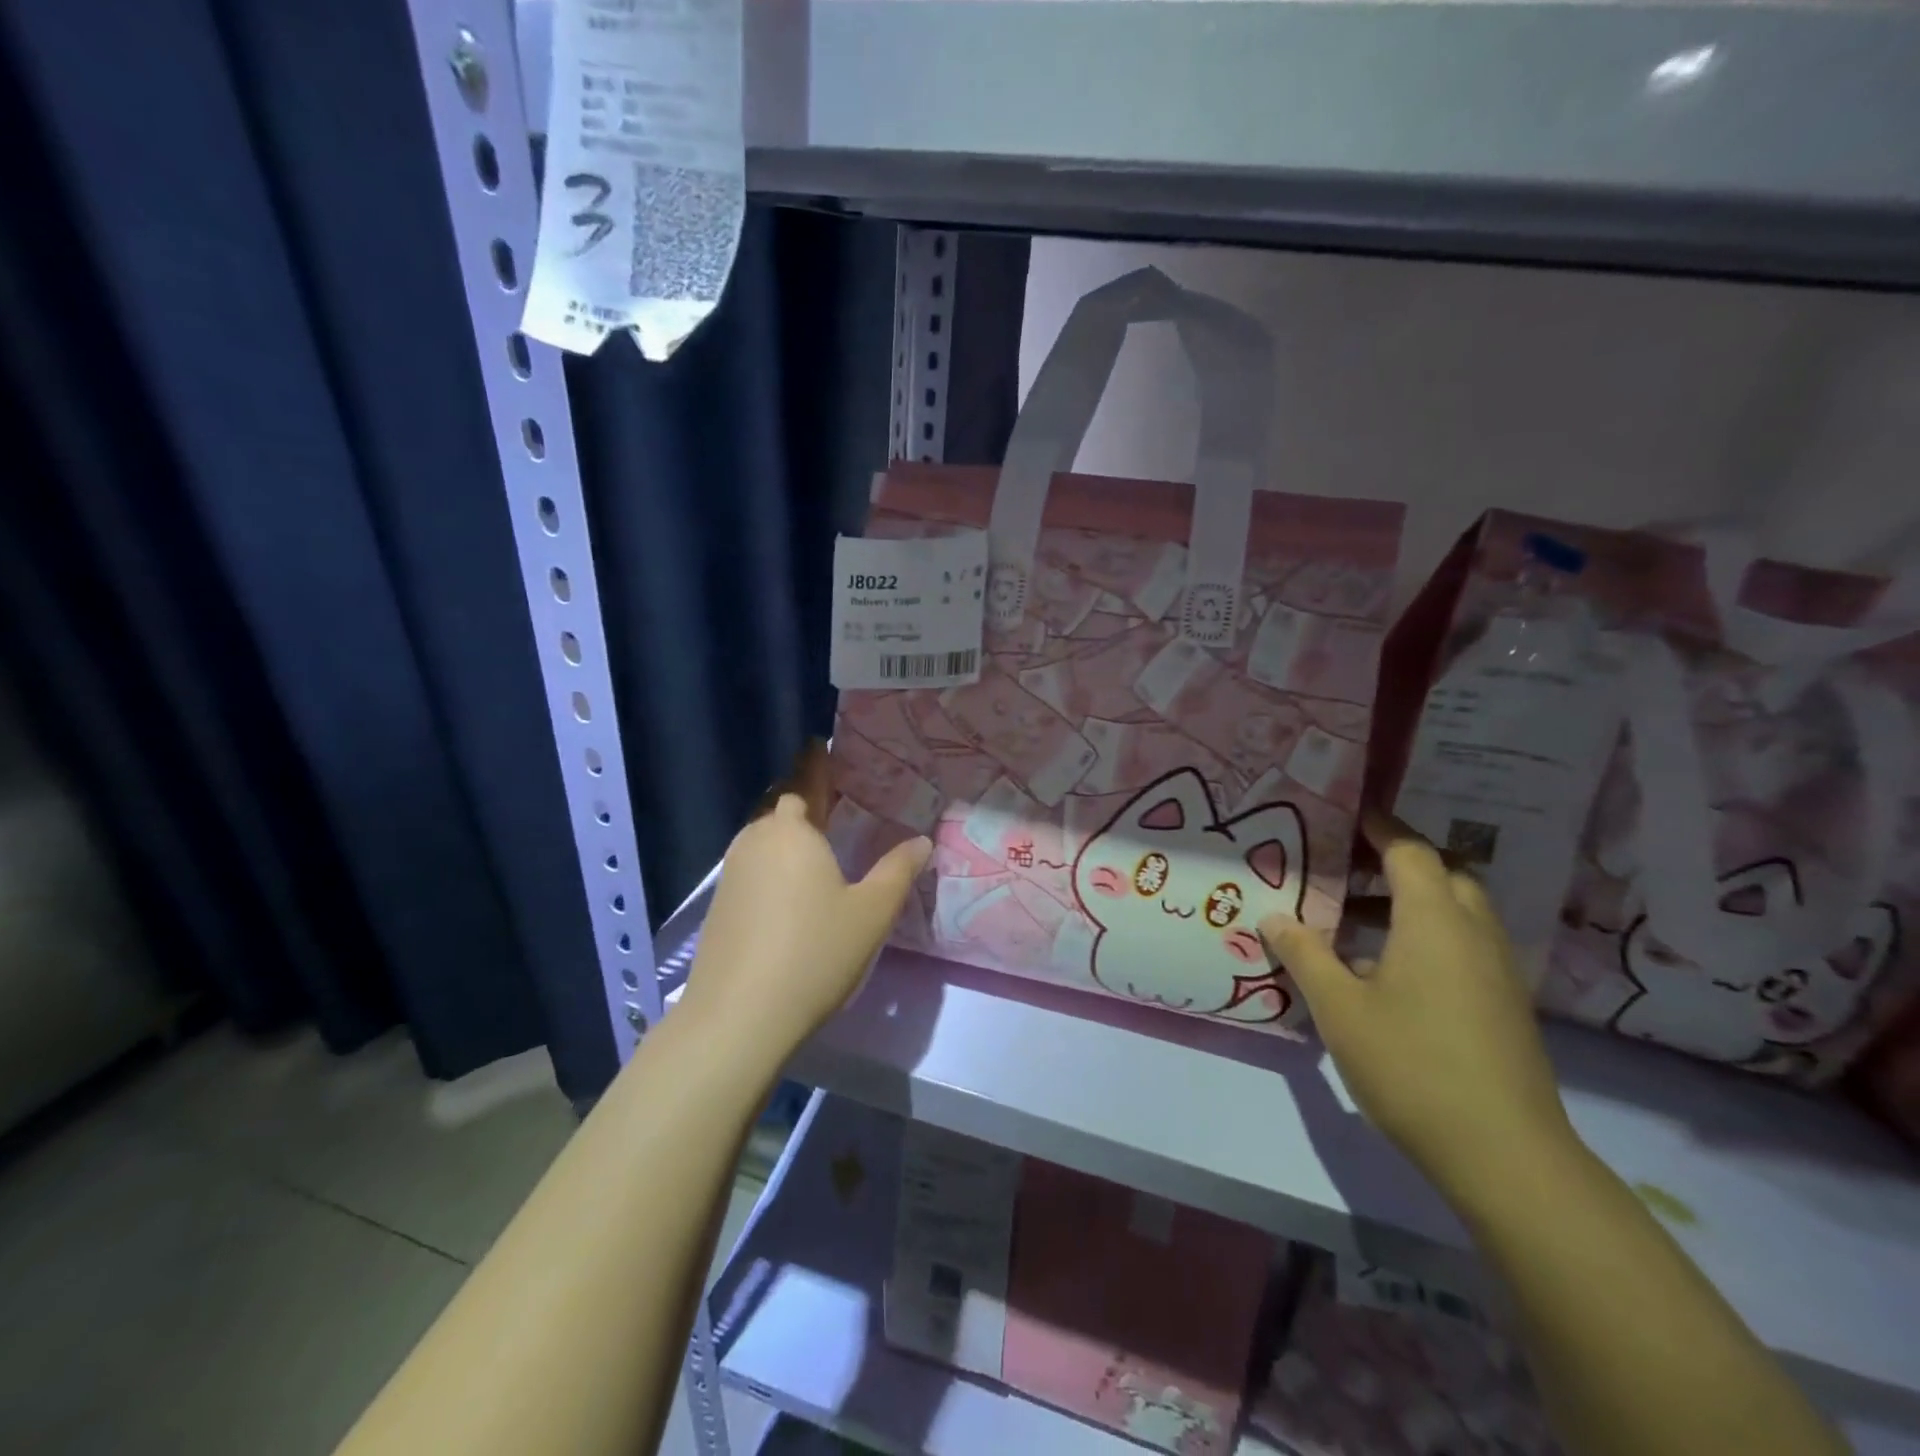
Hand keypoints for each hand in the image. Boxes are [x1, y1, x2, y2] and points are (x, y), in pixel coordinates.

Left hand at [681, 742, 930, 1059]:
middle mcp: (757, 839)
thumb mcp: (870, 913)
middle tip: (831, 798)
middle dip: (802, 796)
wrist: (739, 1015)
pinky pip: (752, 863)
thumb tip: (922, 841)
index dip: (816, 764)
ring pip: (763, 836)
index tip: (821, 746)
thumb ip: (898, 871)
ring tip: (814, 838)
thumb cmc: (814, 953)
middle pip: (779, 806)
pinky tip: (788, 884)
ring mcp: (732, 871)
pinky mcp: (720, 903)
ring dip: (785, 830)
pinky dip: (772, 859)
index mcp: (793, 830)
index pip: (805, 782)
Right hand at [1259, 811, 1574, 1203]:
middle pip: (1443, 874)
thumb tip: (1273, 917)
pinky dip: (1427, 936)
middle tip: (1347, 867)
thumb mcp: (1338, 1007)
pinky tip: (1385, 972)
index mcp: (1435, 920)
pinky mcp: (1504, 1004)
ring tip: (1355, 920)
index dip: (1379, 827)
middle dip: (1398, 862)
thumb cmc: (1411, 1064)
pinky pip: (1464, 945)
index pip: (1410, 850)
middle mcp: (1474, 933)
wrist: (1505, 1154)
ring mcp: (1497, 970)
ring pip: (1457, 911)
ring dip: (1411, 902)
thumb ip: (1304, 954)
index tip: (1346, 815)